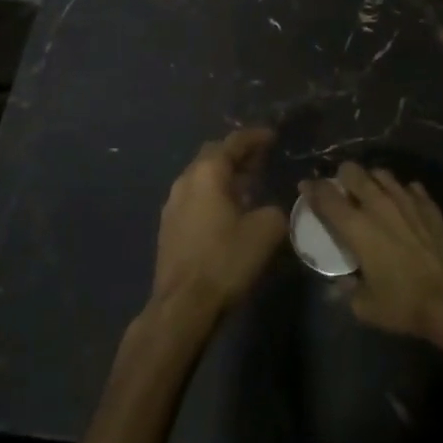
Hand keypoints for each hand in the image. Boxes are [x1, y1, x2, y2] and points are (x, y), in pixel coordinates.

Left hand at [151, 128, 287, 320]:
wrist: (182, 306)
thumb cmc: (225, 260)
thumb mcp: (265, 231)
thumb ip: (274, 210)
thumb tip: (270, 209)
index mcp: (207, 173)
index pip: (233, 142)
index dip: (255, 137)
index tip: (273, 136)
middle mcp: (186, 180)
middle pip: (213, 155)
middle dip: (237, 153)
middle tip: (261, 158)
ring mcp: (172, 204)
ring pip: (201, 177)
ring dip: (224, 175)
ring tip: (248, 184)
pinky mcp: (168, 227)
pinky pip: (194, 197)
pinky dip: (213, 194)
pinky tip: (228, 210)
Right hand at [303, 163, 442, 339]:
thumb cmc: (403, 303)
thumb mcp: (365, 306)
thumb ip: (348, 289)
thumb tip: (343, 280)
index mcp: (356, 226)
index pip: (326, 197)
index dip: (312, 189)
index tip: (306, 187)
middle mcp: (378, 204)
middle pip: (353, 172)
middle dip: (342, 176)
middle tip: (341, 188)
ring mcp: (406, 200)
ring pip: (382, 174)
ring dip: (372, 180)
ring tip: (372, 191)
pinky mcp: (429, 204)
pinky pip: (410, 187)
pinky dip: (402, 192)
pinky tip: (403, 203)